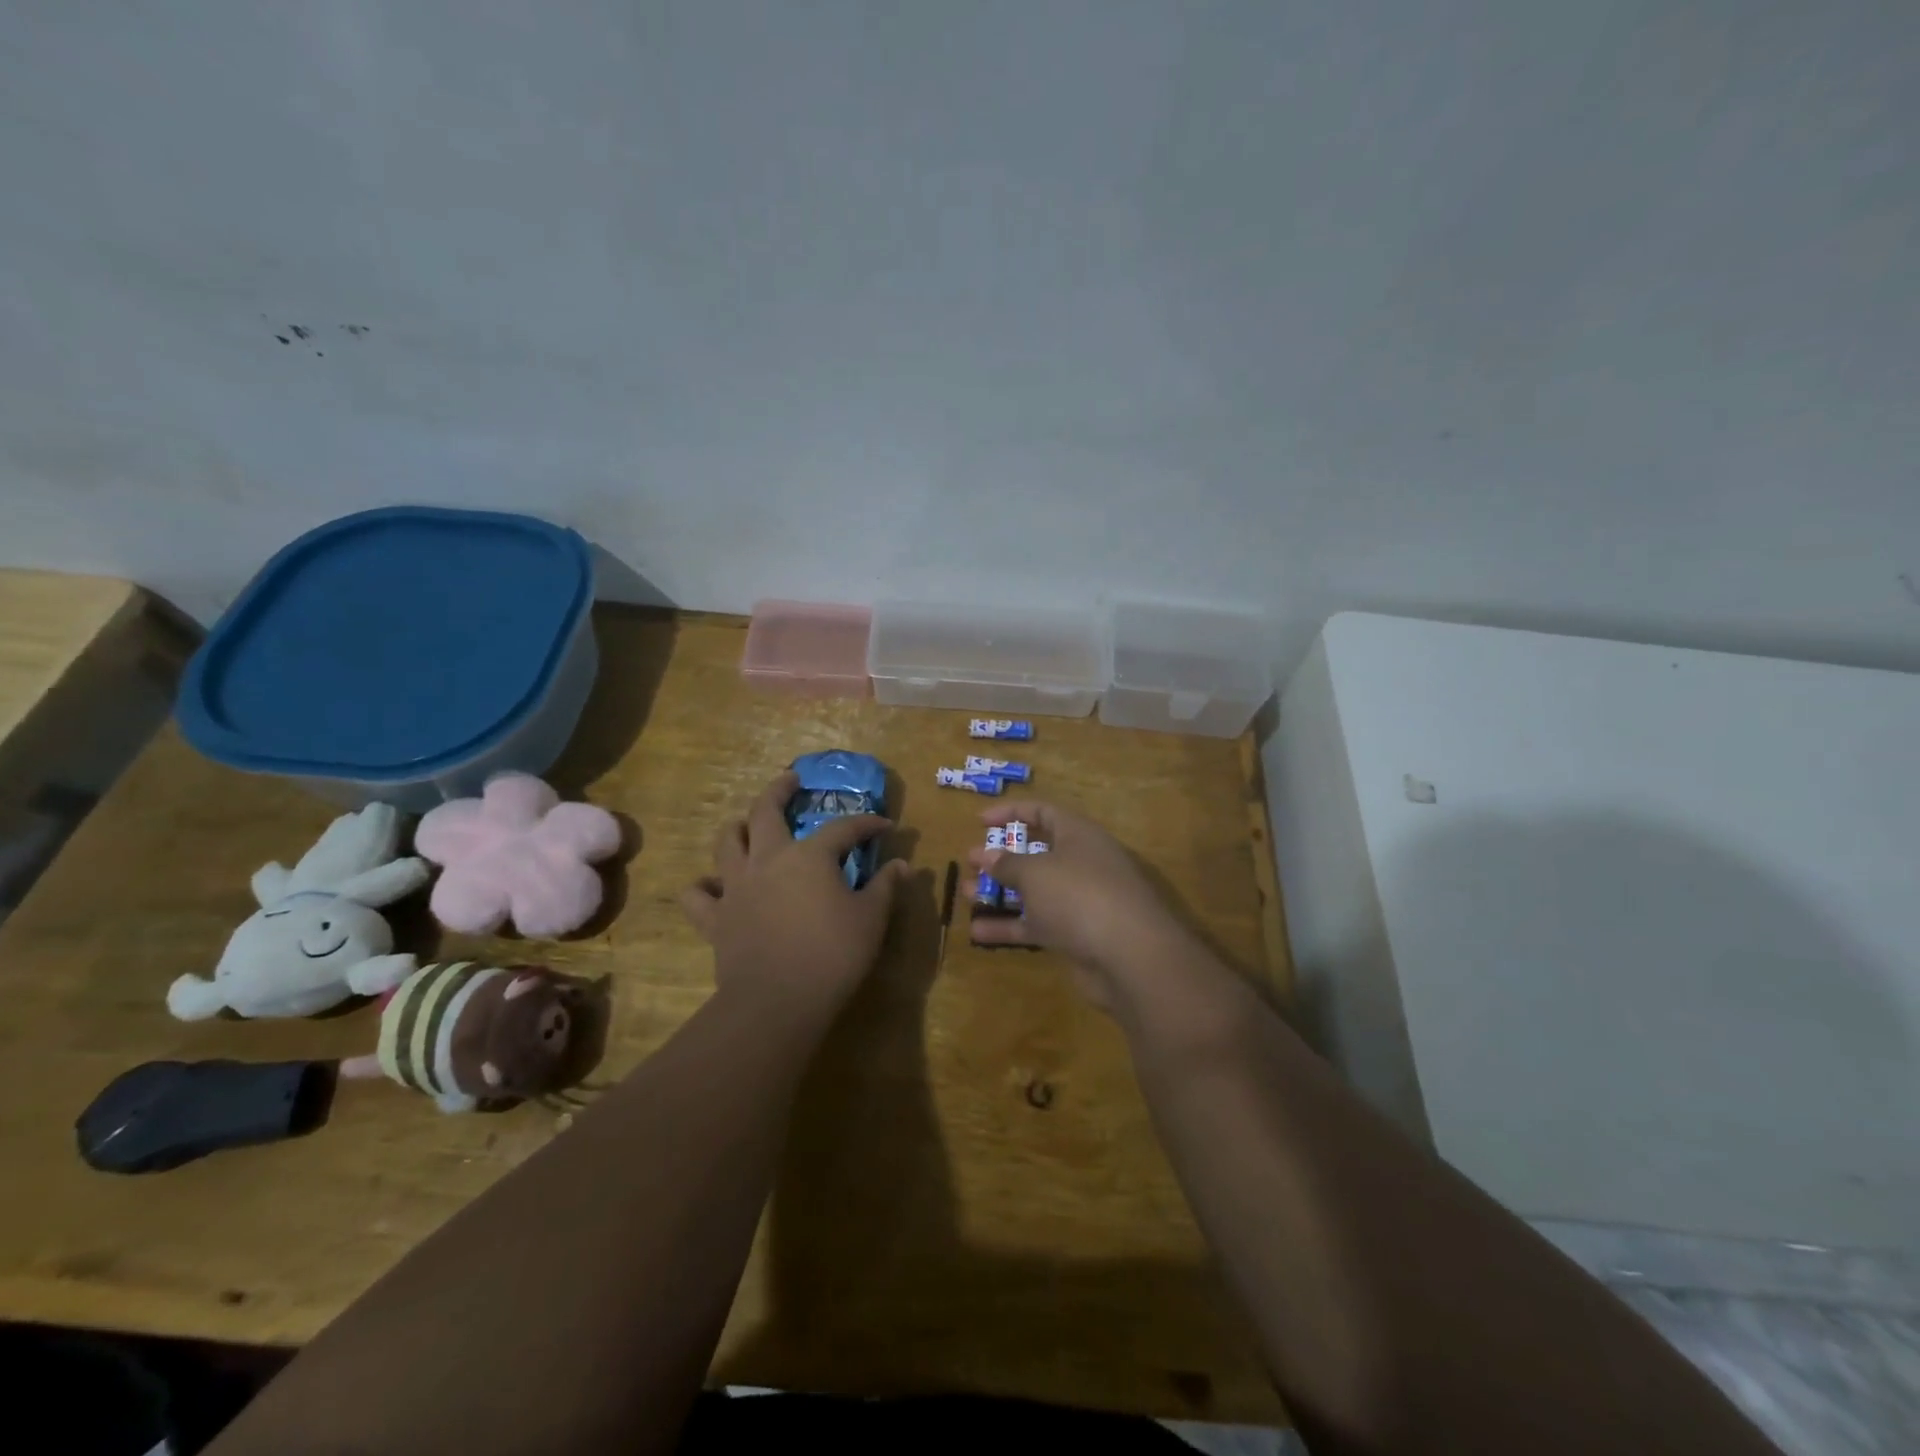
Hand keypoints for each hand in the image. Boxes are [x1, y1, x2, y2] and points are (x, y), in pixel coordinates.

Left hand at [681, 770, 905, 1012]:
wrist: (777, 1002)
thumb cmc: (832, 955)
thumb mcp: (870, 919)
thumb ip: (885, 887)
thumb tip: (902, 865)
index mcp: (809, 855)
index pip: (844, 828)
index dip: (867, 823)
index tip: (885, 826)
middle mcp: (768, 859)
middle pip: (765, 810)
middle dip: (780, 789)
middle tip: (791, 779)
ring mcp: (736, 886)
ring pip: (727, 842)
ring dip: (738, 828)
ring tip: (748, 826)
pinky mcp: (716, 918)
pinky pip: (699, 894)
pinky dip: (704, 886)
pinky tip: (714, 886)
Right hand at [967, 801, 1195, 1012]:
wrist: (1130, 956)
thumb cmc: (1079, 895)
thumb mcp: (1035, 872)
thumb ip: (1007, 863)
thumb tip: (985, 854)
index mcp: (1078, 835)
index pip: (1044, 812)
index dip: (1012, 812)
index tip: (980, 821)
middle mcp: (1082, 863)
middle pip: (1038, 853)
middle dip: (1003, 857)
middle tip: (971, 862)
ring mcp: (1080, 901)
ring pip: (1034, 891)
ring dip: (1000, 892)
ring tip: (965, 894)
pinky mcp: (1076, 935)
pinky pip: (1038, 924)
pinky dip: (1010, 926)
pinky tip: (977, 932)